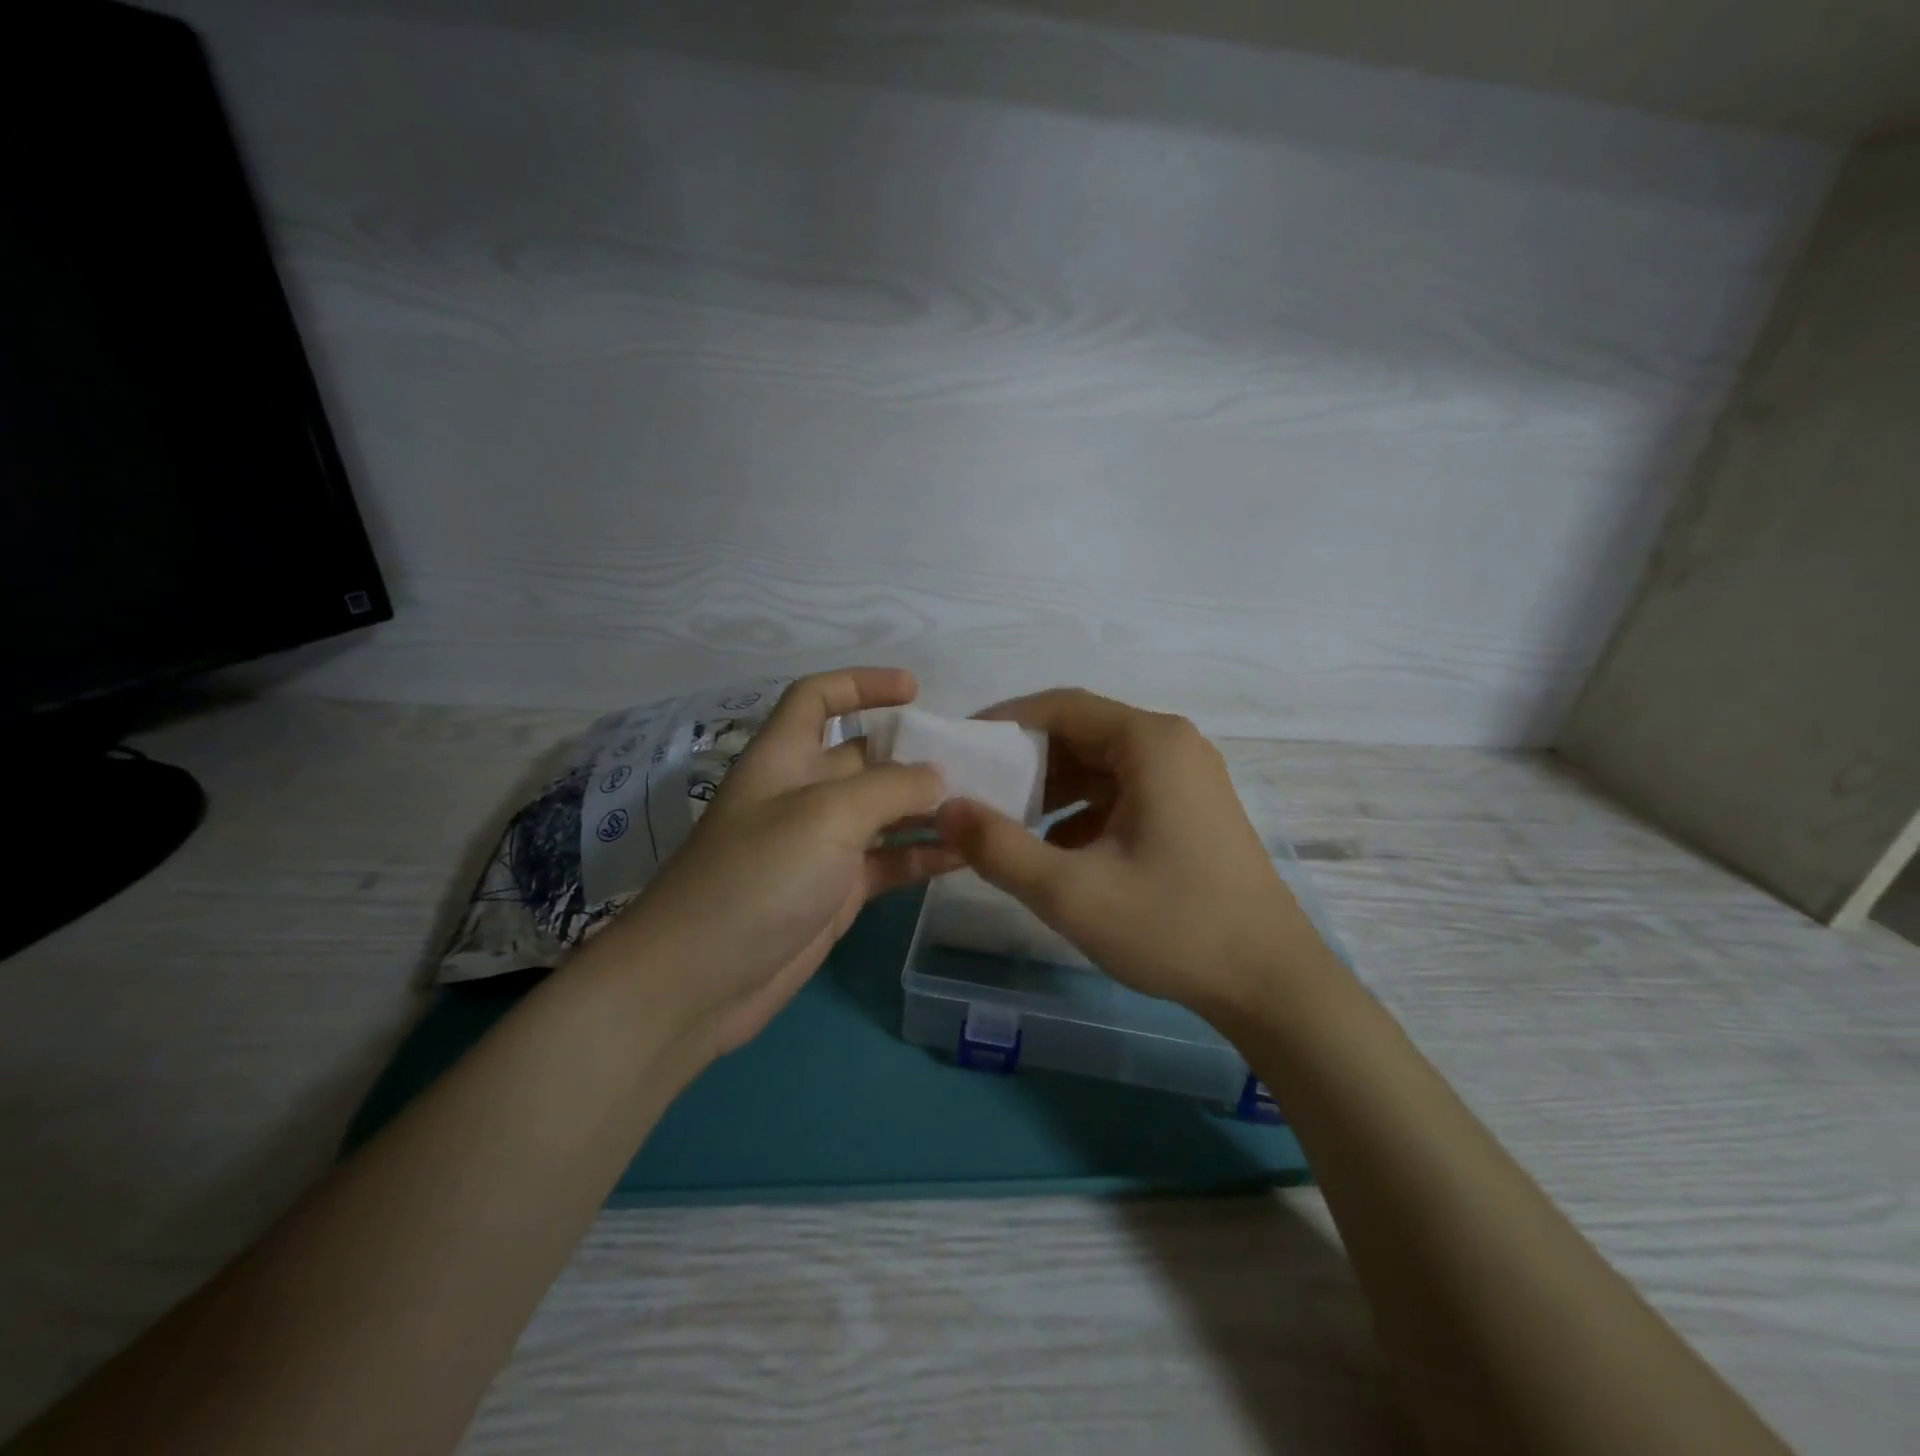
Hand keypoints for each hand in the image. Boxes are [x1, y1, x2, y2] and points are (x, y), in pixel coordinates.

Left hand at [589, 668, 959, 1057]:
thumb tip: (938, 777)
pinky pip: (888, 862)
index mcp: (785, 757)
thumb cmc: (757, 877)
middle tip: (974, 761)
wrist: (699, 982)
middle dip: (914, 754)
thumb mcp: (826, 816)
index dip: (861, 684)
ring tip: (982, 807)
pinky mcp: (836, 892)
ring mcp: (821, 846)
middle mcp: (804, 794)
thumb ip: (890, 788)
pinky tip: (965, 855)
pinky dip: (922, 856)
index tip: (915, 691)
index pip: (817, 698)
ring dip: (927, 808)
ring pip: (884, 813)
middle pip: (864, 757)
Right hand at [934, 688, 1334, 1019]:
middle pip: (1081, 733)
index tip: (960, 749)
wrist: (1270, 984)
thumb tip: (943, 809)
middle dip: (1024, 762)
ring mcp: (1187, 777)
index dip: (1003, 722)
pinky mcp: (1191, 809)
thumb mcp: (1071, 892)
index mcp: (1150, 742)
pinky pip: (1122, 793)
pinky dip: (1082, 812)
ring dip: (1050, 790)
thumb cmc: (1173, 927)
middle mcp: (1172, 745)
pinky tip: (1055, 852)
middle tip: (974, 792)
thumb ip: (998, 847)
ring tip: (1005, 824)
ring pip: (1100, 766)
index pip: (1060, 707)